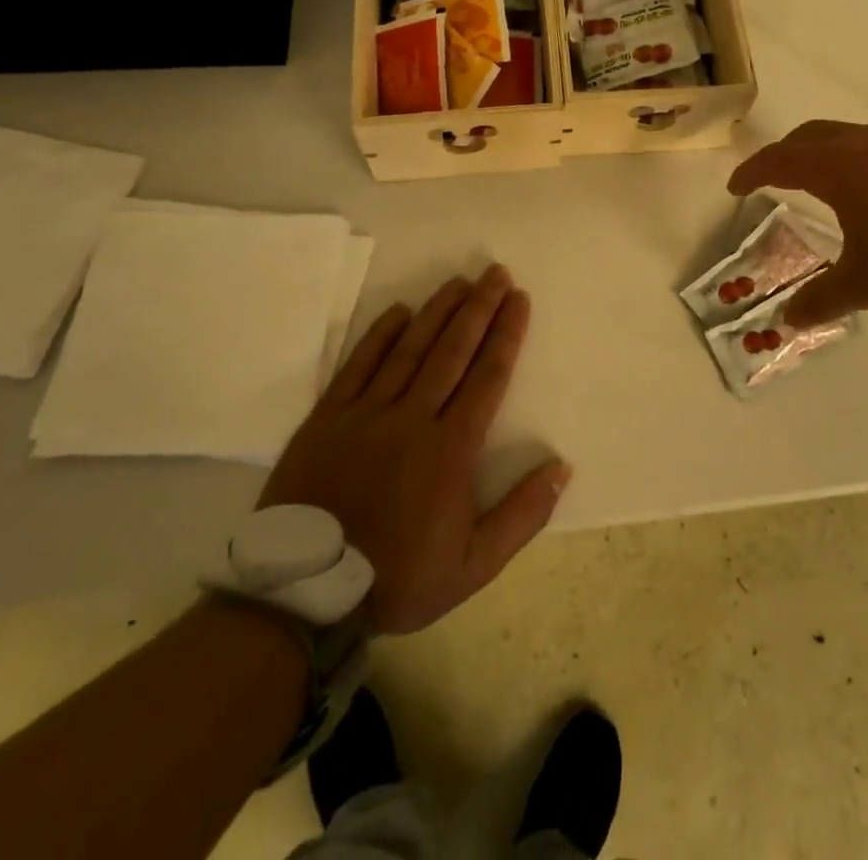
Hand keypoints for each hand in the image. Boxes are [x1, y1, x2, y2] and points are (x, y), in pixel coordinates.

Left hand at [260, 265, 569, 635]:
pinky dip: (380, 335)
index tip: (519, 299)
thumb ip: (522, 515)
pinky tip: (399, 310)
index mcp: (451, 449)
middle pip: (453, 351)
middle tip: (496, 273)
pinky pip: (358, 365)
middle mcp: (413, 418)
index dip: (506, 334)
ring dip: (437, 311)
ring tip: (459, 281)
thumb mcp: (474, 566)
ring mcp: (366, 413)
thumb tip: (563, 467)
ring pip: (410, 350)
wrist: (304, 595)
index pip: (487, 377)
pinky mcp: (328, 418)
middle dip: (479, 309)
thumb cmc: (397, 577)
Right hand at [728, 121, 867, 323]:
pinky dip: (856, 162)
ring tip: (820, 185)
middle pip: (810, 136)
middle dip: (784, 155)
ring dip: (823, 155)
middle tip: (771, 179)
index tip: (736, 187)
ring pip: (846, 138)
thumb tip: (788, 320)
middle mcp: (865, 144)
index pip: (780, 160)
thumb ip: (823, 299)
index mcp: (838, 167)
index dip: (753, 172)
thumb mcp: (867, 282)